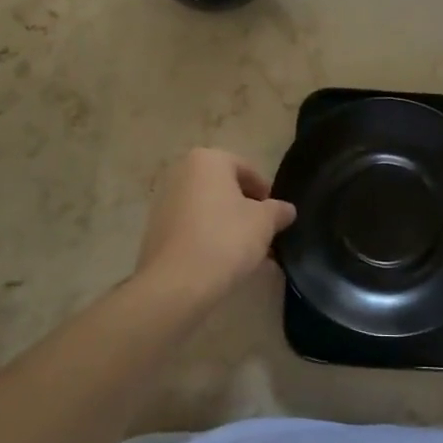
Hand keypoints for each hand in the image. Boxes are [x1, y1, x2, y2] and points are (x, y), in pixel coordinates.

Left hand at [136, 148, 295, 303]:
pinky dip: (208, 238)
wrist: (176, 283)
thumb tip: (286, 210)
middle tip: (263, 235)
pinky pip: (192, 227)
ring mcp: (164, 201)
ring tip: (247, 254)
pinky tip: (224, 262)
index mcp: (207, 160)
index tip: (275, 216)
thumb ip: (278, 211)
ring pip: (208, 209)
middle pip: (224, 188)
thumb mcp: (264, 223)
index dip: (265, 193)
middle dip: (245, 210)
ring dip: (228, 226)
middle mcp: (181, 172)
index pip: (246, 169)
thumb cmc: (225, 239)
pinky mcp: (156, 229)